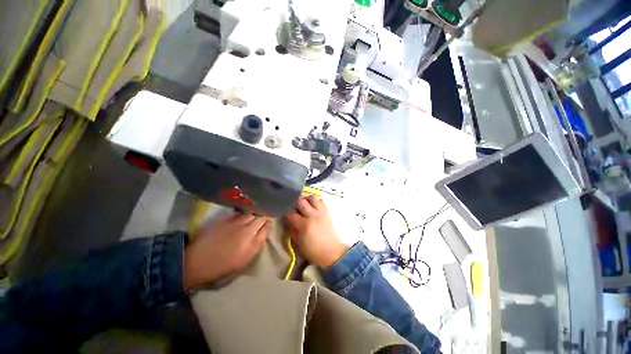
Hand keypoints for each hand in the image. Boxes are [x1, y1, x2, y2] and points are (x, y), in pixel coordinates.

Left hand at [184, 213, 270, 289]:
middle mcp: (245, 227)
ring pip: (250, 212)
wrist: (196, 262)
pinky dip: (244, 213)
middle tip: (265, 216)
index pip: (266, 224)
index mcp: (251, 238)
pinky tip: (244, 215)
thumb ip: (258, 243)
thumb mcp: (245, 260)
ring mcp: (234, 221)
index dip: (269, 222)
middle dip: (264, 214)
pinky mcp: (224, 219)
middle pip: (260, 215)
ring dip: (255, 212)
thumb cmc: (223, 266)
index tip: (270, 223)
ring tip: (256, 213)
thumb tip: (266, 229)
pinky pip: (239, 212)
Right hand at [285, 196, 348, 268]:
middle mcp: (312, 215)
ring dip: (306, 199)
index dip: (286, 212)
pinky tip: (313, 207)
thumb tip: (287, 222)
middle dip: (295, 203)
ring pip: (312, 197)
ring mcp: (321, 212)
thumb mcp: (299, 243)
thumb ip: (292, 231)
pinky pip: (321, 201)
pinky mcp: (327, 212)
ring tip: (305, 205)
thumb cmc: (313, 250)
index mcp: (304, 224)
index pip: (291, 213)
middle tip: (295, 207)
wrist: (332, 251)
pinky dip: (316, 202)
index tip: (285, 213)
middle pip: (301, 201)